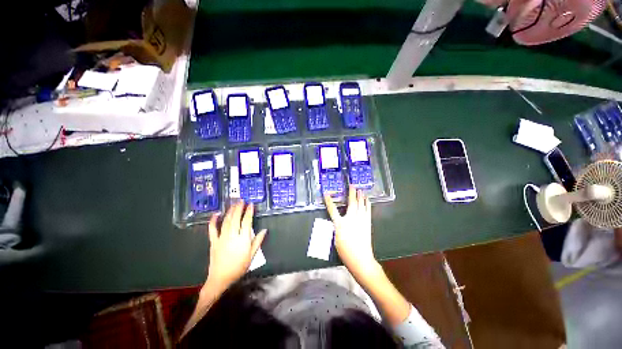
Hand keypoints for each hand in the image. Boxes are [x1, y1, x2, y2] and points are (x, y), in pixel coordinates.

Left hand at [205, 201, 265, 292]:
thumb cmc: (239, 267)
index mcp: (243, 239)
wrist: (220, 279)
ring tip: (234, 204)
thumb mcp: (252, 255)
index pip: (247, 222)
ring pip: (226, 221)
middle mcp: (232, 236)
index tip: (251, 204)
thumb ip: (258, 241)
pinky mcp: (214, 241)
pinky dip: (213, 220)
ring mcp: (222, 238)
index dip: (249, 212)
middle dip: (239, 208)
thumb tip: (264, 230)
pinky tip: (216, 213)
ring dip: (230, 211)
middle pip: (236, 218)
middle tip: (241, 200)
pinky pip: (212, 229)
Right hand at [324, 186, 379, 280]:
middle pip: (351, 203)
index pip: (332, 210)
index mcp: (340, 224)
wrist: (360, 259)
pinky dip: (367, 204)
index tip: (327, 194)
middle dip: (351, 193)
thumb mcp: (336, 238)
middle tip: (352, 185)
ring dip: (361, 196)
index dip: (329, 201)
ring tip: (361, 190)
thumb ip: (336, 227)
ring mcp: (361, 220)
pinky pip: (368, 210)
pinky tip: (368, 200)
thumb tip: (337, 220)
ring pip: (361, 205)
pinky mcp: (367, 223)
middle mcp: (351, 219)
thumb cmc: (345, 251)